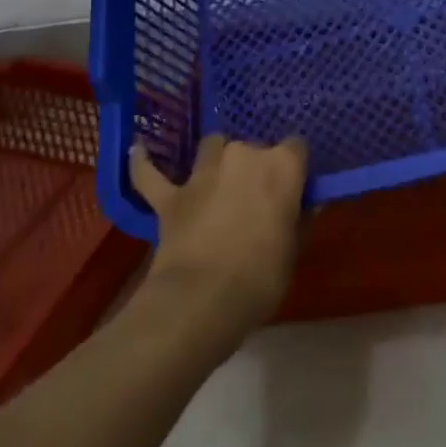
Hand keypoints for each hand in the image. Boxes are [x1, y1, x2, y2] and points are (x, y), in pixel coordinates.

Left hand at [130, 134, 308, 340]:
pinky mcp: (170, 195)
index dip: (294, 167)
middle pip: (254, 147)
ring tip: (218, 178)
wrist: (203, 299)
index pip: (297, 148)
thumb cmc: (262, 276)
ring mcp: (203, 172)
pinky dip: (145, 163)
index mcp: (282, 166)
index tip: (294, 186)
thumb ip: (298, 219)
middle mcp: (243, 155)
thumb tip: (305, 204)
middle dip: (256, 166)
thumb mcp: (294, 249)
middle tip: (257, 197)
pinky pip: (151, 173)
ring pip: (212, 147)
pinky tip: (139, 151)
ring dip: (216, 159)